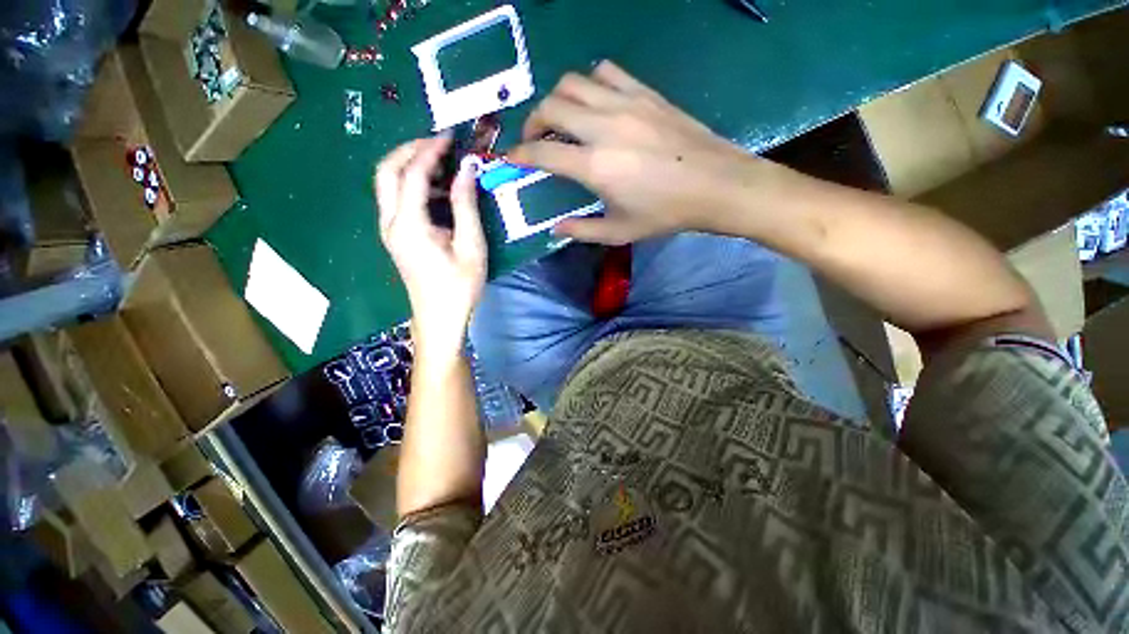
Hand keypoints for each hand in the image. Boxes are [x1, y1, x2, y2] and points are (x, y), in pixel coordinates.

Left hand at [376, 136, 485, 355]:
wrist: (439, 318)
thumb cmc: (460, 286)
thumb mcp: (471, 246)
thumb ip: (466, 205)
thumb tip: (468, 169)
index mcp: (409, 224)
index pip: (414, 173)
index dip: (431, 151)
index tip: (451, 137)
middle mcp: (390, 222)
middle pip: (387, 171)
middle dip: (410, 150)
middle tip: (440, 145)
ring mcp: (389, 230)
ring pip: (387, 184)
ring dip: (410, 166)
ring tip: (443, 165)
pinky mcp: (395, 237)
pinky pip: (396, 200)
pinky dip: (412, 185)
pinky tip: (438, 191)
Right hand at [508, 61, 769, 244]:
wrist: (715, 185)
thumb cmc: (665, 214)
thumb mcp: (619, 232)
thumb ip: (581, 230)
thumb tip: (555, 228)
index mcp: (595, 166)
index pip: (542, 152)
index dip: (520, 154)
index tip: (511, 158)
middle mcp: (603, 127)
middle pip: (551, 106)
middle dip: (533, 121)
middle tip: (535, 138)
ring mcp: (625, 103)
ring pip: (573, 82)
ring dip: (558, 99)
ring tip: (561, 119)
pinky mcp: (645, 93)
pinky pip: (606, 72)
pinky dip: (590, 83)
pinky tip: (594, 103)